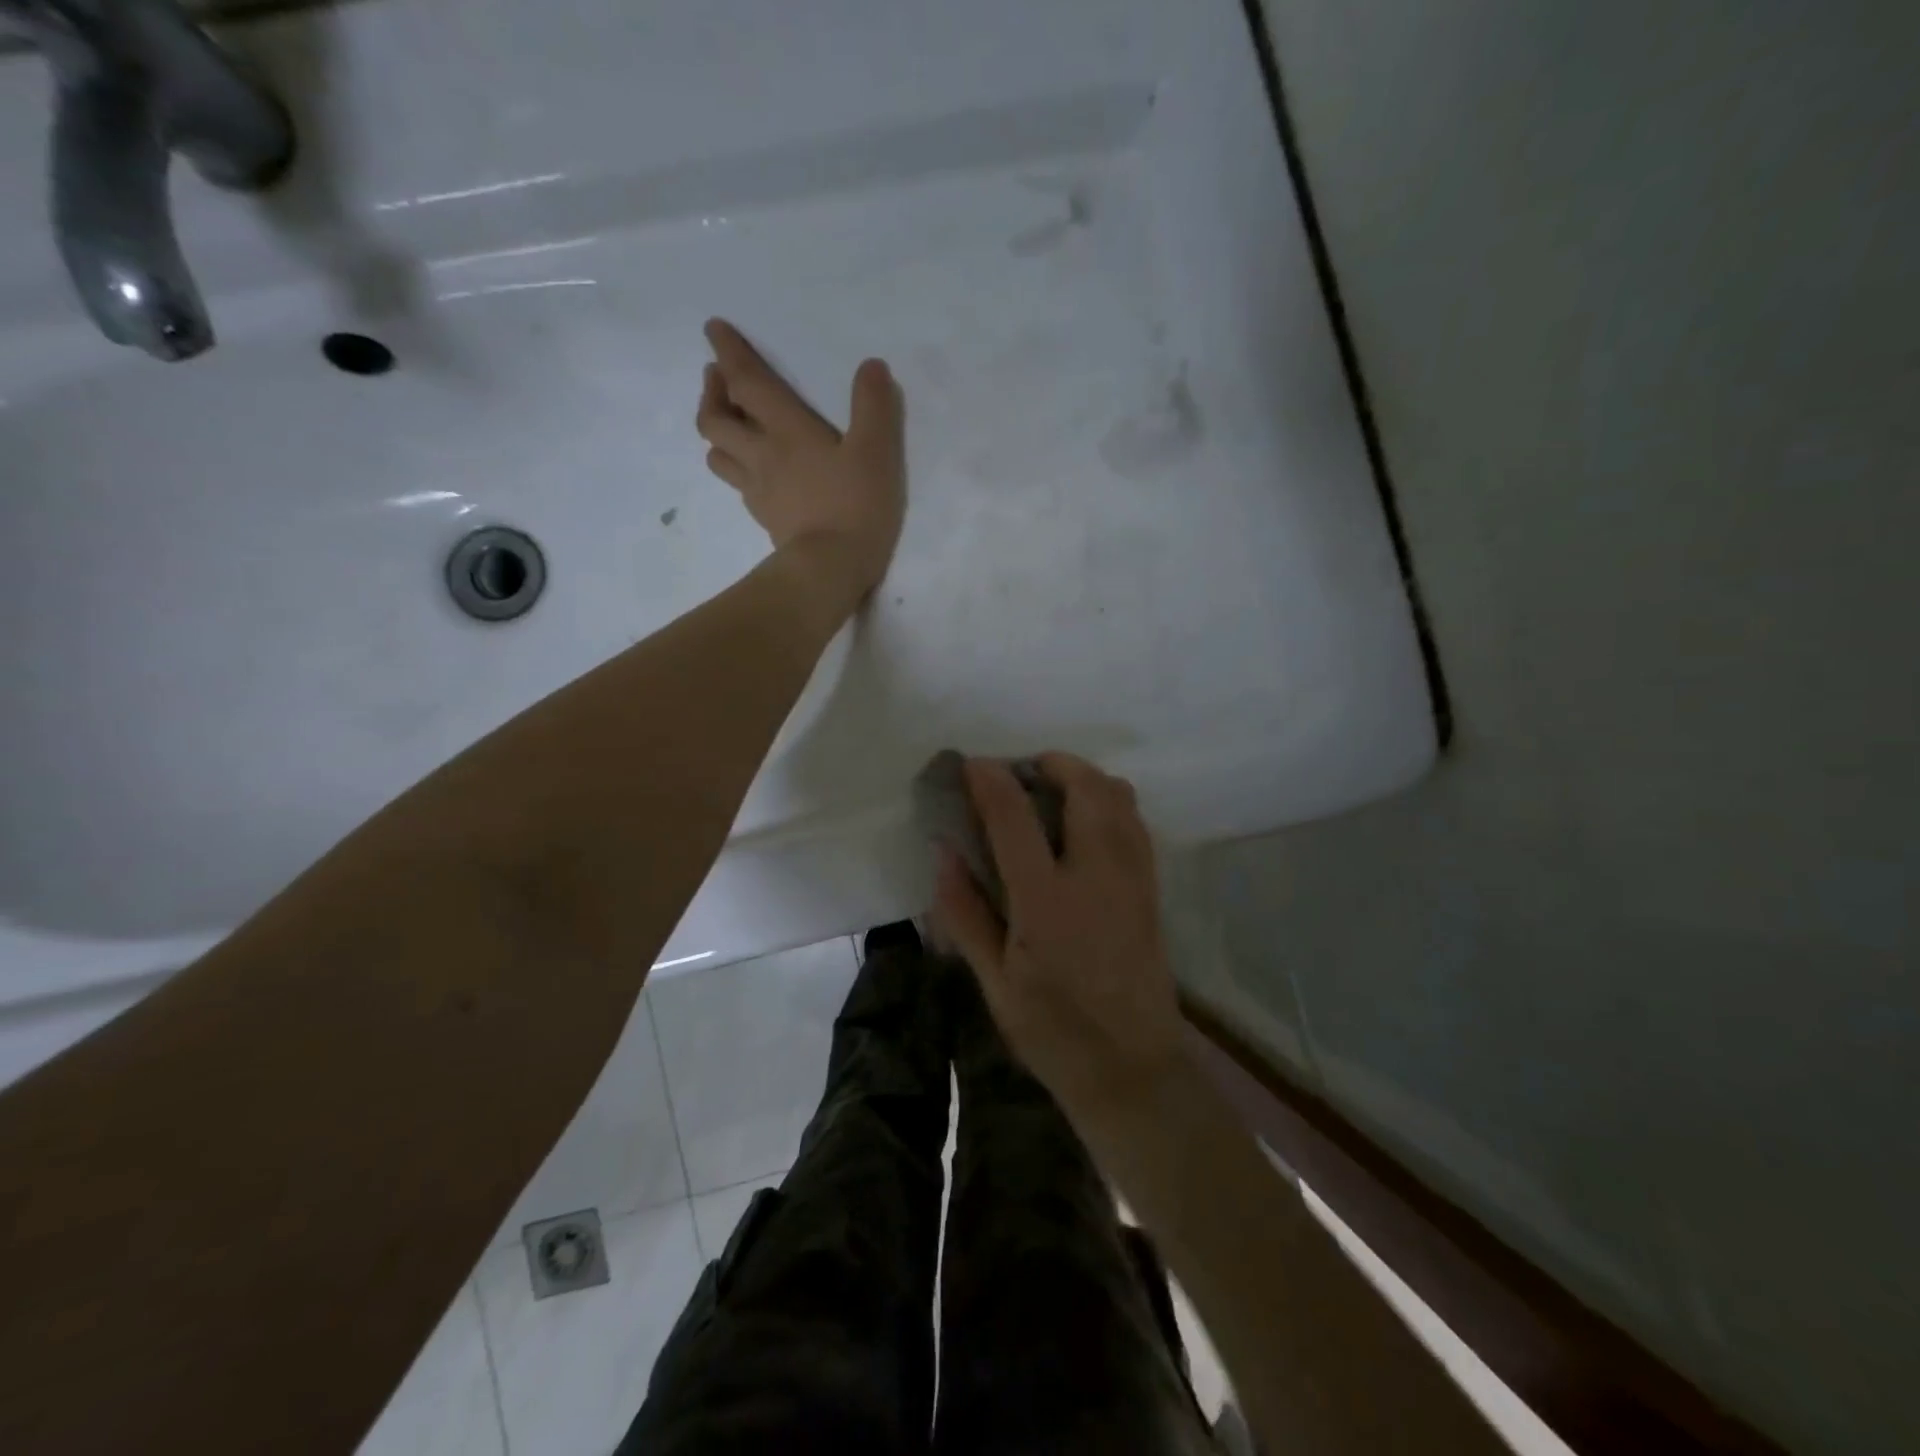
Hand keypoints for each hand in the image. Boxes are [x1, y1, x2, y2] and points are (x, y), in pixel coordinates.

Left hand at [696, 318, 905, 598]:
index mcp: (787, 430)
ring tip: (728, 425)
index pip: (747, 382)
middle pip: (715, 419)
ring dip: (716, 433)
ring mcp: (758, 491)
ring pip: (718, 455)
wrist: (829, 570)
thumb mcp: (877, 452)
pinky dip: (737, 469)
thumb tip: (871, 366)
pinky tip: (750, 473)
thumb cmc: (854, 507)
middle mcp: (762, 455)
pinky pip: (739, 487)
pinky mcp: (765, 520)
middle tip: (717, 379)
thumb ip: (874, 406)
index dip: (729, 353)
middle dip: (712, 392)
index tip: (712, 329)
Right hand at [935, 754, 1189, 1131]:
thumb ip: (965, 912)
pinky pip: (1134, 820)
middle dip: (1049, 762)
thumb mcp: (994, 982)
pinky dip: (1108, 801)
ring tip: (1050, 791)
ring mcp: (1132, 878)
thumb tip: (943, 851)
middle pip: (1084, 785)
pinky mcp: (1152, 888)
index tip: (972, 764)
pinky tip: (1083, 825)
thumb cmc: (1053, 1032)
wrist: (1133, 1069)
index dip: (990, 779)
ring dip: (1083, 777)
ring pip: (1118, 795)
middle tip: (1018, 773)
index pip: (1014, 816)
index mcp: (1046, 900)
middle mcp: (1096, 875)